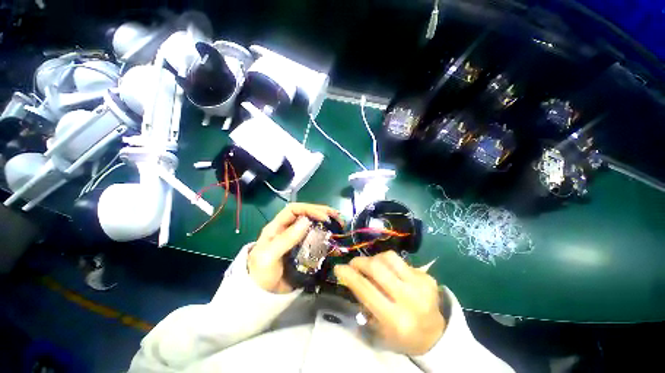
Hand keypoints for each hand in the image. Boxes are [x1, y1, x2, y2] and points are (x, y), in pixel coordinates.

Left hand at [248, 203, 340, 293]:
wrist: (263, 296)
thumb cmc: (261, 275)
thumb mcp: (269, 256)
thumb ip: (286, 239)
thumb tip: (306, 221)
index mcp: (277, 226)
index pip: (294, 209)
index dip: (309, 209)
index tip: (324, 217)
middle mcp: (287, 229)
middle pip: (305, 213)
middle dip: (321, 211)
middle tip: (336, 215)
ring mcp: (296, 238)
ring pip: (312, 223)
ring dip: (325, 221)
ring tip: (338, 222)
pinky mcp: (303, 248)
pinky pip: (315, 237)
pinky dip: (325, 234)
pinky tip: (333, 235)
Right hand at [334, 251, 445, 355]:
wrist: (435, 334)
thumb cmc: (402, 336)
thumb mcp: (379, 329)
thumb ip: (365, 303)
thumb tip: (351, 277)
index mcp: (396, 320)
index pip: (366, 290)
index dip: (350, 276)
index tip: (338, 267)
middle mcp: (410, 300)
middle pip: (378, 268)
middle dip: (361, 262)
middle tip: (354, 264)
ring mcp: (421, 285)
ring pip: (389, 257)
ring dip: (375, 259)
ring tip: (372, 266)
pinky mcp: (427, 276)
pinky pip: (401, 261)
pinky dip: (390, 264)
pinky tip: (391, 273)